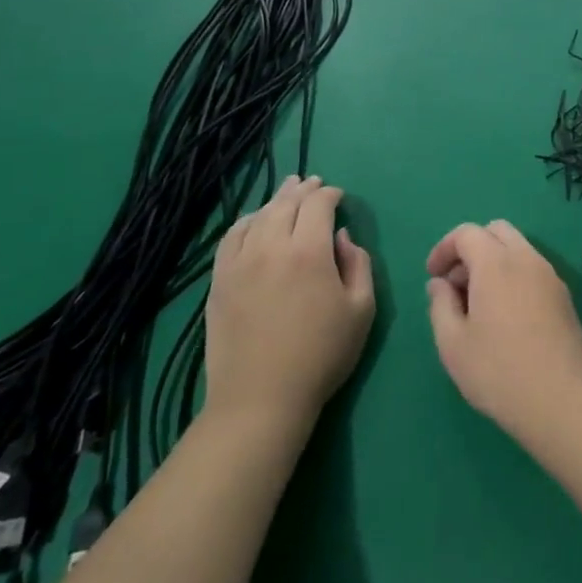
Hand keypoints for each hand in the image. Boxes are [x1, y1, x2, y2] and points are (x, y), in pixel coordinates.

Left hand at [204, 176, 374, 427]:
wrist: (260, 399)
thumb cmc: (322, 355)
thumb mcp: (362, 309)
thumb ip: (358, 263)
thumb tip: (341, 236)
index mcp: (309, 251)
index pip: (318, 204)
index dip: (330, 194)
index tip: (338, 197)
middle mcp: (270, 247)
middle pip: (285, 203)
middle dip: (303, 189)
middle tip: (313, 183)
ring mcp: (239, 263)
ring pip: (257, 216)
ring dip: (275, 200)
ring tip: (286, 192)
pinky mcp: (219, 281)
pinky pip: (231, 238)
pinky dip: (245, 222)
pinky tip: (253, 221)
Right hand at [426, 221, 581, 444]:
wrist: (562, 400)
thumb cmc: (499, 371)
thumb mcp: (453, 344)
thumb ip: (440, 305)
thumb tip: (439, 283)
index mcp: (496, 263)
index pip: (467, 233)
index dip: (444, 248)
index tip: (432, 275)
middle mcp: (526, 259)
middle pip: (496, 231)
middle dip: (471, 248)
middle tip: (456, 285)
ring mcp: (550, 276)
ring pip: (518, 249)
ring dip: (494, 262)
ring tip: (478, 304)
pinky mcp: (564, 296)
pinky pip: (533, 270)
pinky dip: (513, 276)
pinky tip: (505, 316)